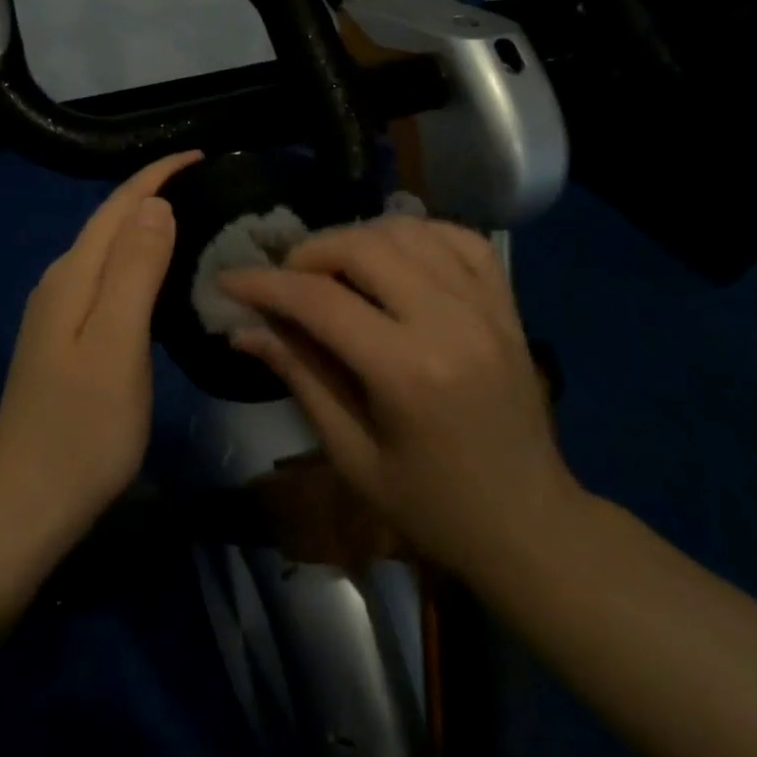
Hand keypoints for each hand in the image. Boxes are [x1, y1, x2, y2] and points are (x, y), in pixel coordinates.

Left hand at [0, 151, 199, 537]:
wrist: (25, 505)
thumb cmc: (82, 429)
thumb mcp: (117, 344)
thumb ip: (134, 270)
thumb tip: (154, 204)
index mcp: (73, 276)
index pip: (118, 205)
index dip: (158, 175)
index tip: (202, 154)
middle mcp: (60, 283)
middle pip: (110, 221)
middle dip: (154, 192)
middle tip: (208, 184)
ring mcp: (58, 314)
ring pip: (107, 250)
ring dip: (145, 226)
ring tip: (192, 218)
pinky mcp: (65, 340)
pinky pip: (106, 279)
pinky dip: (137, 262)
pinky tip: (158, 277)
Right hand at [220, 216, 580, 580]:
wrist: (530, 524)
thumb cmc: (432, 507)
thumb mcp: (352, 455)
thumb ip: (300, 377)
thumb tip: (243, 329)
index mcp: (407, 372)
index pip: (319, 301)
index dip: (264, 284)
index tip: (227, 280)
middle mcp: (450, 322)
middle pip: (363, 247)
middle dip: (309, 252)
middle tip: (284, 279)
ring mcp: (485, 306)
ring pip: (407, 231)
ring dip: (357, 237)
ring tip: (332, 268)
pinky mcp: (506, 303)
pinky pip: (457, 237)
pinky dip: (416, 232)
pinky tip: (393, 253)